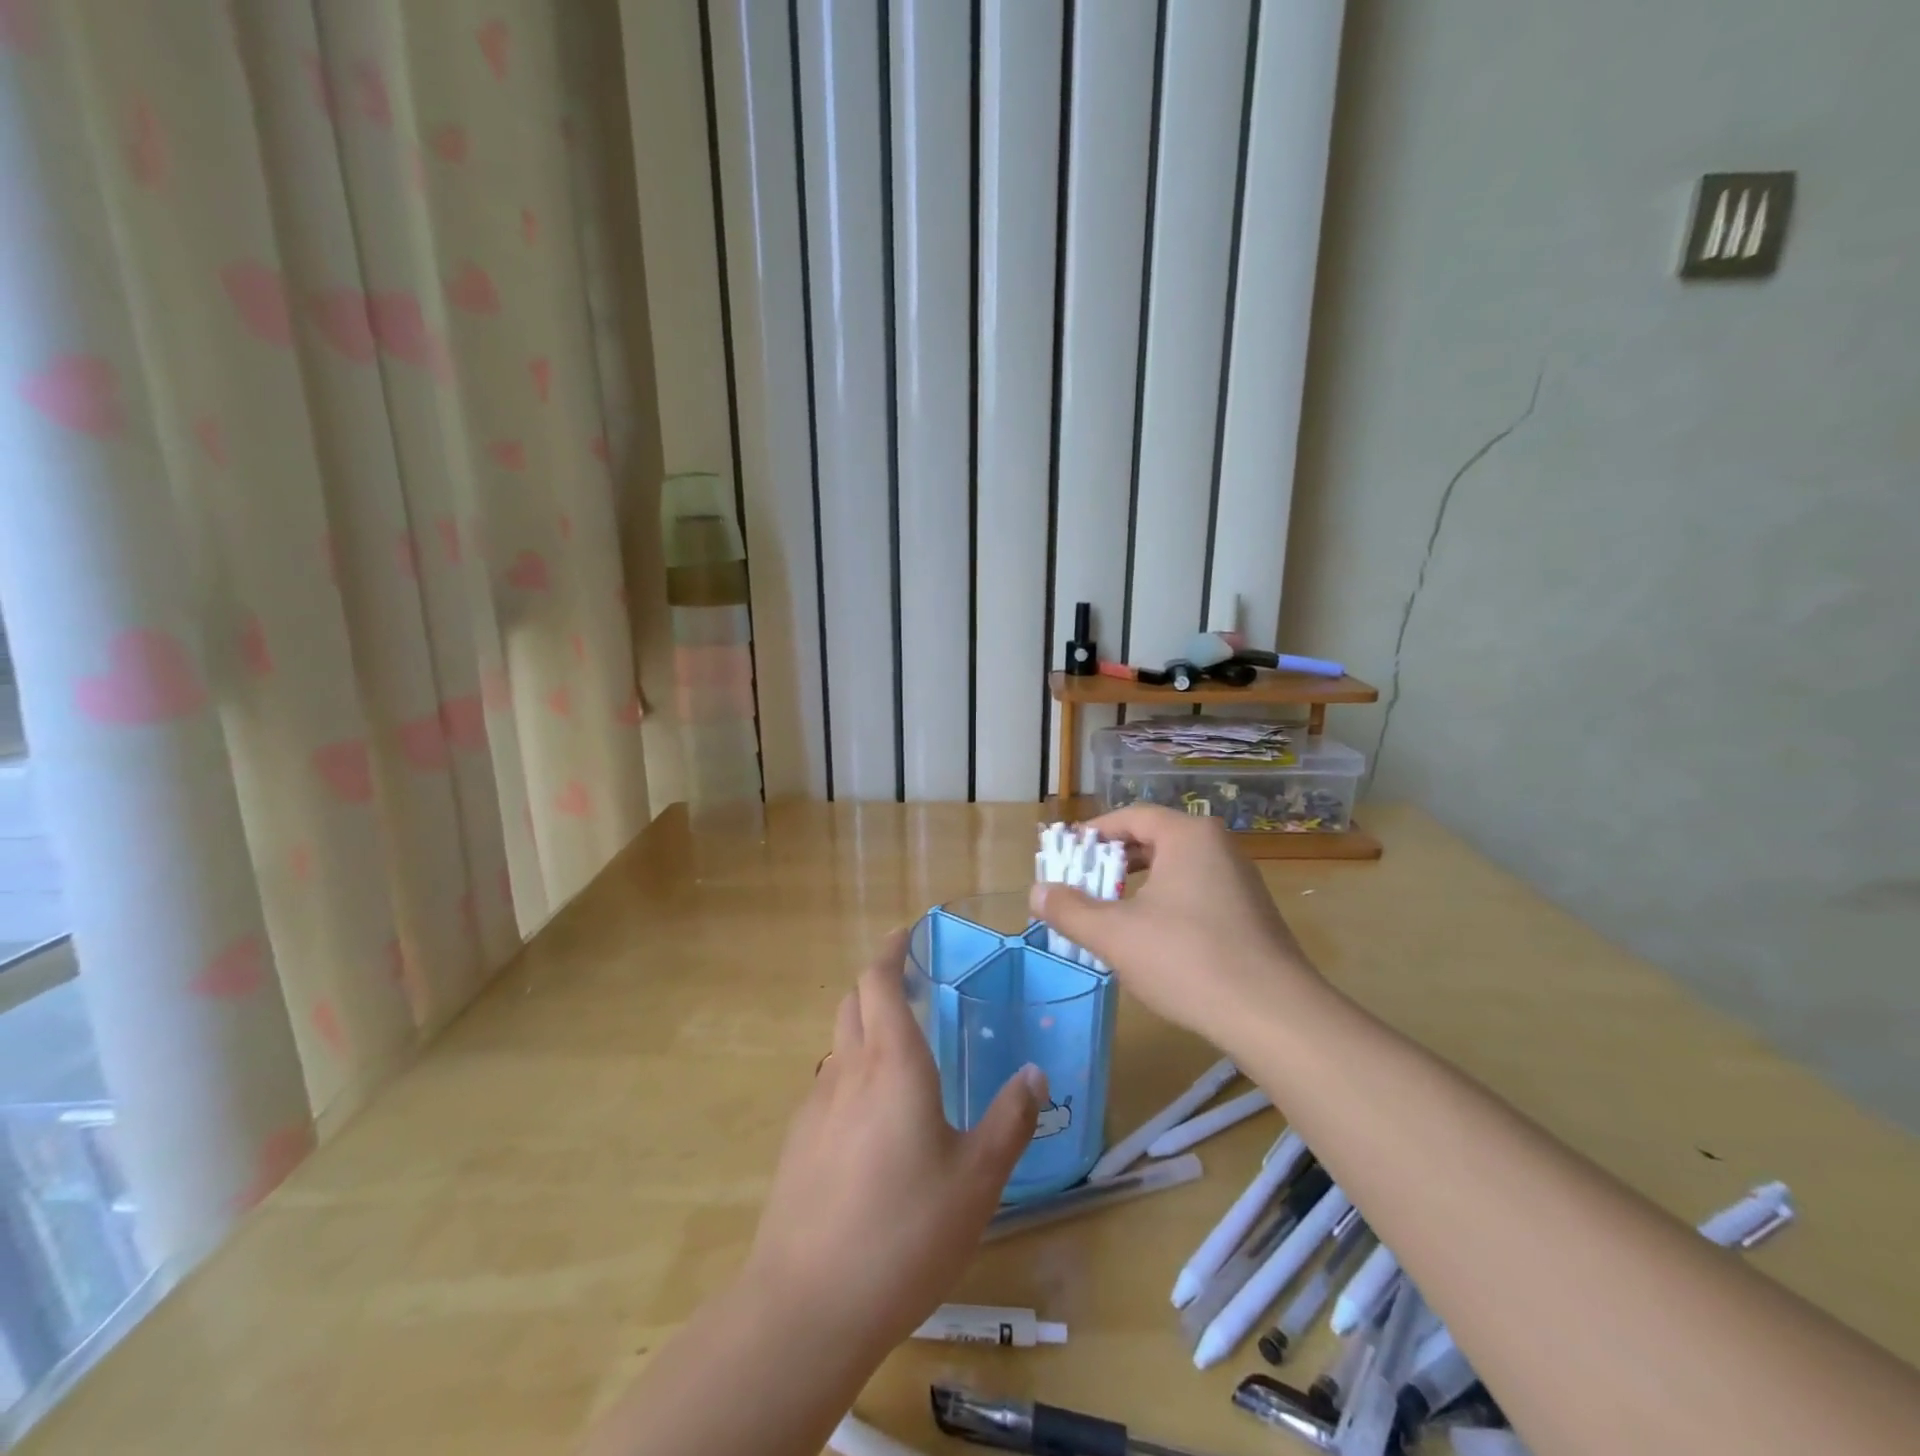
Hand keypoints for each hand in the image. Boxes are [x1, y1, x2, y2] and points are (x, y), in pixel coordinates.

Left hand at [740, 930, 1044, 1360]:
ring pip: (839, 1041)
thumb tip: (1034, 1074)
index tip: (909, 933)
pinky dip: (852, 1072)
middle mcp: (848, 1069)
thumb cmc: (905, 1232)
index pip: (879, 979)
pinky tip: (874, 1119)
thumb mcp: (977, 1180)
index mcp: (893, 1062)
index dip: (891, 949)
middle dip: (878, 981)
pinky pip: (829, 1084)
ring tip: (901, 1052)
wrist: (807, 1305)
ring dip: (865, 1027)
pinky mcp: (798, 1142)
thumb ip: (1009, 1121)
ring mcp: (815, 1105)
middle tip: (913, 987)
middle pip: (853, 1000)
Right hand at [1028, 805, 1325, 1046]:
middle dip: (1112, 862)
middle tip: (1082, 884)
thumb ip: (1070, 910)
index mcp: (1188, 836)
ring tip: (1110, 912)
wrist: (1274, 1015)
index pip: (1130, 817)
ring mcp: (1239, 880)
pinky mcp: (1250, 913)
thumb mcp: (1115, 935)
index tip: (1066, 855)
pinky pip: (1195, 892)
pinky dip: (1164, 902)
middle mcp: (1218, 846)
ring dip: (1137, 885)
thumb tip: (1036, 891)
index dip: (1093, 834)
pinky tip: (1151, 937)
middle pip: (1153, 840)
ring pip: (1174, 868)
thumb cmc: (1187, 960)